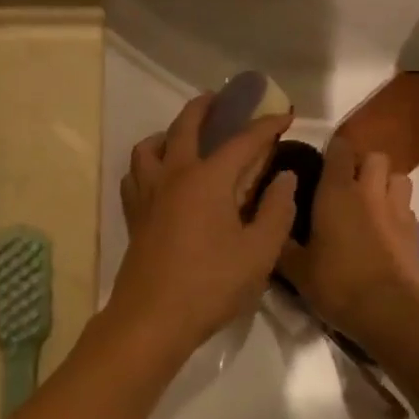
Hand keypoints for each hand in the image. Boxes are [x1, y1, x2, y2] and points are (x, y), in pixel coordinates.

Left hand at [110, 94, 298, 361]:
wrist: (152, 319)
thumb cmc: (211, 285)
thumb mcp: (259, 252)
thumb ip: (276, 210)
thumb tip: (284, 177)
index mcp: (207, 179)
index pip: (242, 140)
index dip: (266, 125)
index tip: (284, 115)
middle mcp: (174, 175)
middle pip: (186, 125)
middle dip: (207, 106)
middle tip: (223, 99)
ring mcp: (148, 193)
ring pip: (149, 145)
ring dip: (168, 132)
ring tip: (183, 138)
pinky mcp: (134, 214)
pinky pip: (135, 174)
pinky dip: (148, 163)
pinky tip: (160, 176)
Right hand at [278, 138, 418, 365]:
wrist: (391, 312)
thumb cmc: (337, 284)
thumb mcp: (296, 269)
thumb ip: (282, 242)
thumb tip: (271, 225)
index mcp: (336, 191)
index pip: (339, 149)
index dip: (332, 150)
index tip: (320, 163)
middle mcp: (369, 191)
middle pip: (374, 157)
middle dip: (363, 164)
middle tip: (346, 183)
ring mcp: (397, 210)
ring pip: (398, 176)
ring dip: (385, 182)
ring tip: (371, 201)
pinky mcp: (416, 232)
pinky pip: (407, 207)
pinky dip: (397, 210)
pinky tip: (386, 229)